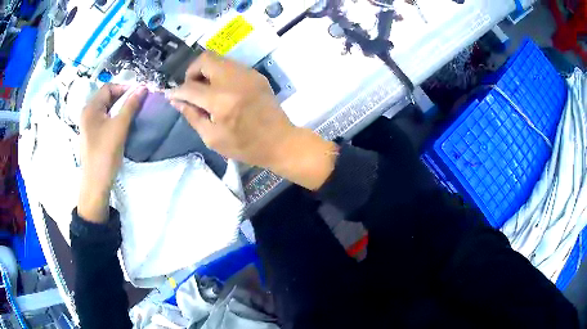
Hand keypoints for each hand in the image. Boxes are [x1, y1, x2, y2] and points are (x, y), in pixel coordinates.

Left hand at [78, 84, 147, 222]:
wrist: (96, 183)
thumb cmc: (105, 153)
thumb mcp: (119, 127)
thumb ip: (131, 105)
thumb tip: (143, 87)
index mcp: (90, 108)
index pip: (108, 88)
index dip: (124, 88)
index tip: (139, 95)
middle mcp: (87, 114)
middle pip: (106, 98)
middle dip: (122, 98)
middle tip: (137, 104)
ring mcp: (88, 126)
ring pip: (106, 109)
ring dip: (119, 109)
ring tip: (132, 114)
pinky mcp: (92, 136)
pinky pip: (104, 120)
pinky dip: (114, 118)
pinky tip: (122, 126)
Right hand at [169, 53, 337, 190]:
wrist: (280, 142)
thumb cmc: (245, 146)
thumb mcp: (212, 138)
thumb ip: (192, 115)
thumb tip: (176, 100)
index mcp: (221, 101)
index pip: (190, 87)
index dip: (177, 91)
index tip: (171, 95)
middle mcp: (234, 80)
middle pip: (205, 59)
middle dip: (192, 72)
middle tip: (191, 88)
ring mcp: (248, 74)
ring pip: (218, 59)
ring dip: (206, 71)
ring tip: (205, 90)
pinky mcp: (256, 74)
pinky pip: (231, 65)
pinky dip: (220, 73)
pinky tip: (222, 90)